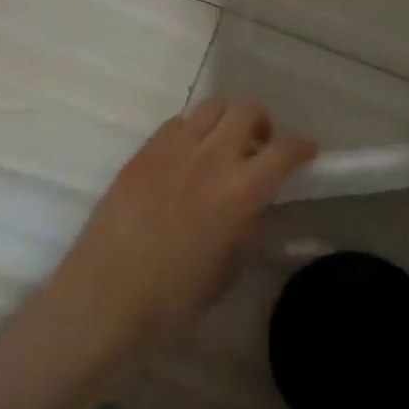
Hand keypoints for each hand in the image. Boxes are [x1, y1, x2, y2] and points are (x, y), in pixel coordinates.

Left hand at [47, 101, 314, 372]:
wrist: (103, 299)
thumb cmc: (172, 300)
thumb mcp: (227, 269)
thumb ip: (248, 228)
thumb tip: (256, 206)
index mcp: (241, 191)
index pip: (284, 151)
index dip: (302, 148)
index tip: (306, 153)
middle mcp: (211, 158)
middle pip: (247, 112)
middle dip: (262, 125)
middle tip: (259, 148)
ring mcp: (173, 149)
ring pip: (211, 108)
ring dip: (226, 121)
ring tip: (222, 146)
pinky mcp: (143, 152)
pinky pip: (177, 123)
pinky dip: (192, 131)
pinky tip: (186, 157)